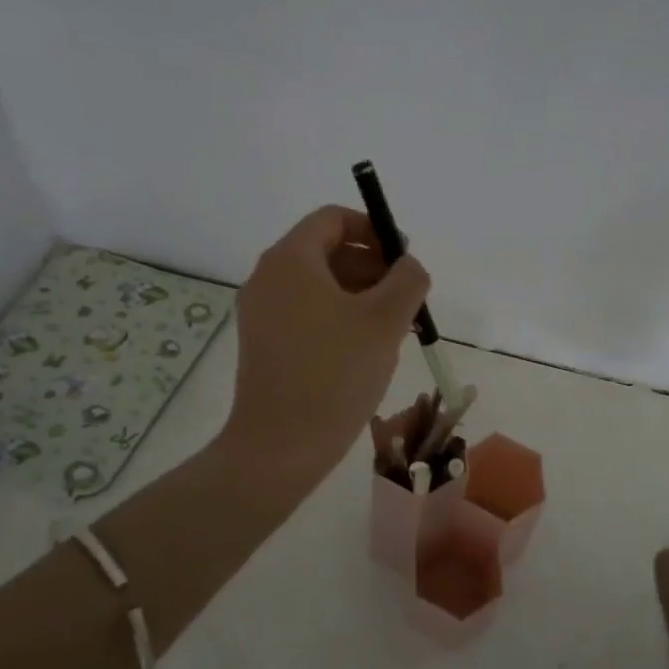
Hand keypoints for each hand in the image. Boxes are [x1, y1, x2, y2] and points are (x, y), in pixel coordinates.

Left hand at [219, 205, 430, 486]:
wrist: (279, 448)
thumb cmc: (335, 374)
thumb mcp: (385, 320)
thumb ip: (407, 279)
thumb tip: (408, 264)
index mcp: (291, 260)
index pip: (333, 219)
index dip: (373, 229)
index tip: (403, 258)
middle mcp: (268, 278)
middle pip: (325, 251)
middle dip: (371, 265)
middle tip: (406, 297)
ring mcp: (260, 313)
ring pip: (318, 285)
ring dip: (359, 293)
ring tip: (393, 326)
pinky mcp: (262, 344)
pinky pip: (305, 312)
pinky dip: (337, 315)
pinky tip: (365, 348)